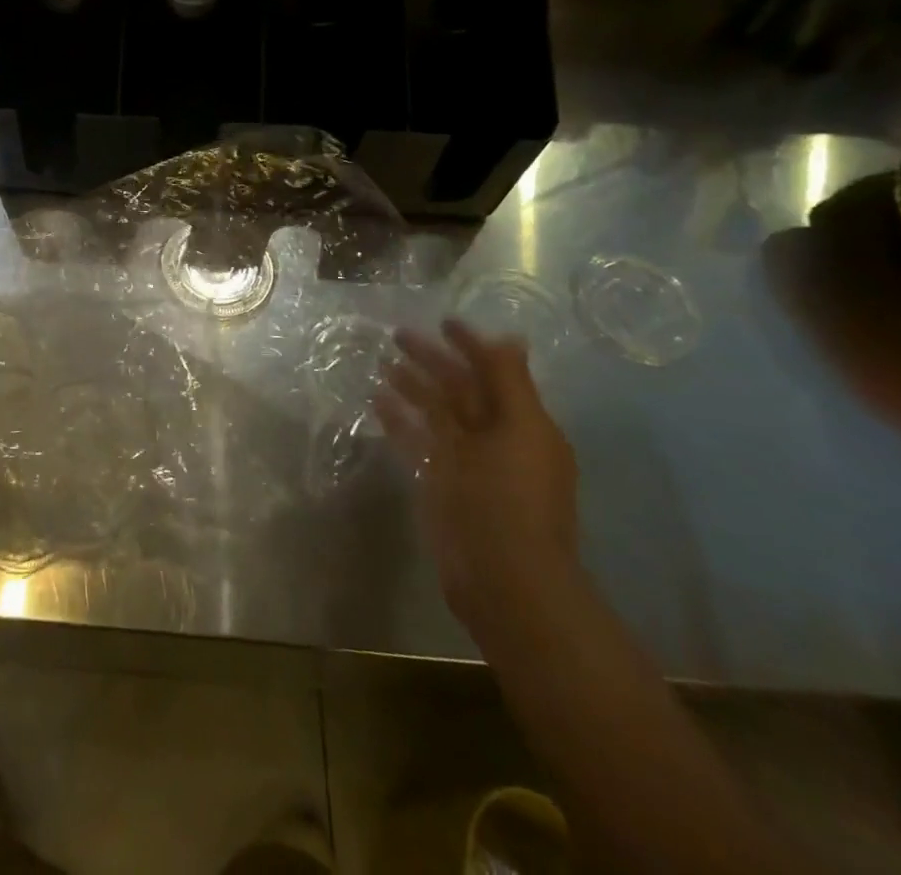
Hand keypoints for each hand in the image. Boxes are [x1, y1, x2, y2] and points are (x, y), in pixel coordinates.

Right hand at [374, 319, 579, 641]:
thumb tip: (510, 337)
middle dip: (433, 361)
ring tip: (383, 364)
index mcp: (523, 425)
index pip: (494, 372)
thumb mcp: (519, 431)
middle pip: (460, 389)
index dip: (471, 345)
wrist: (502, 578)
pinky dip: (400, 421)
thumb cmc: (512, 498)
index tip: (443, 321)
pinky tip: (378, 401)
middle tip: (397, 335)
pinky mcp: (439, 483)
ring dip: (413, 387)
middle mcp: (495, 438)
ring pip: (436, 413)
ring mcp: (465, 462)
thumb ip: (510, 383)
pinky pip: (417, 441)